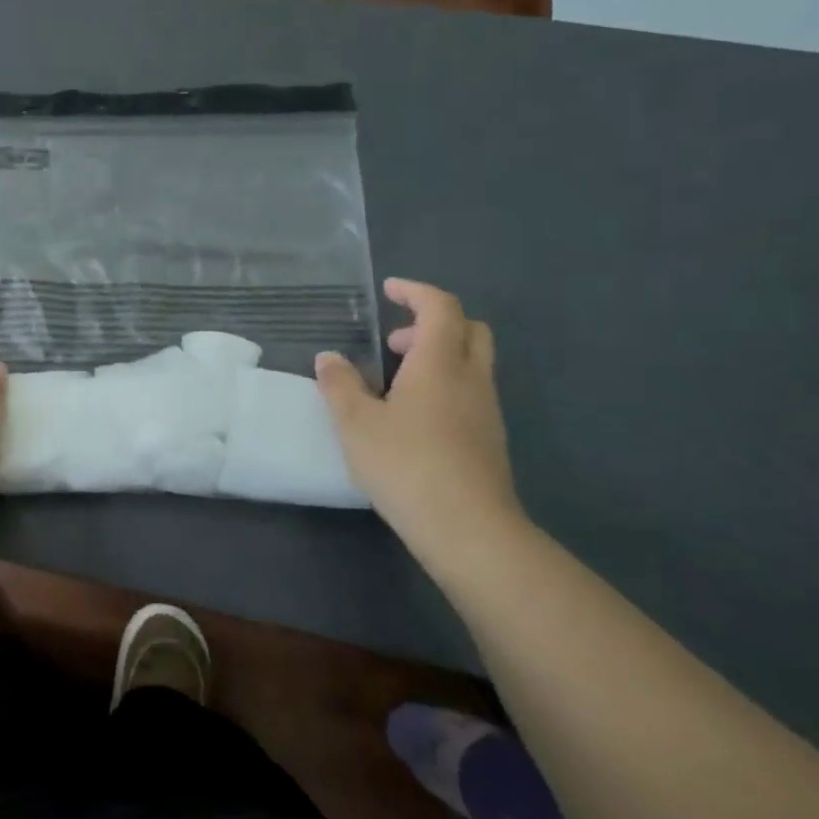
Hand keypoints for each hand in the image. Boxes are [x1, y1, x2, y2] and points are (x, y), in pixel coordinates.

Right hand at [315, 279, 522, 546]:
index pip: (440, 307)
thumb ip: (339, 385)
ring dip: (438, 356)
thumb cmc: (405, 464)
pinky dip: (445, 384)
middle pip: (468, 329)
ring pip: (471, 362)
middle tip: (395, 340)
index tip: (390, 290)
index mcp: (440, 363)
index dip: (416, 292)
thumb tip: (329, 359)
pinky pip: (470, 392)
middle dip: (432, 323)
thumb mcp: (355, 423)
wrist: (468, 528)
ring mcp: (486, 410)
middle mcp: (471, 378)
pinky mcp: (489, 439)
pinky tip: (412, 417)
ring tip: (395, 381)